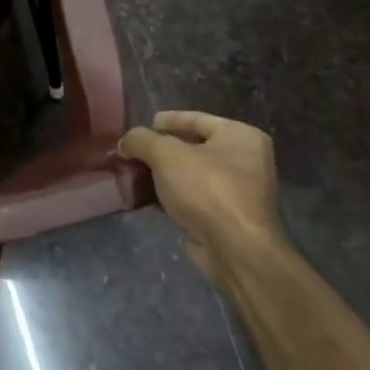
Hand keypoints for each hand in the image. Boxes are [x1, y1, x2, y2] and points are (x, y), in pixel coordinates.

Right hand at [118, 111, 283, 285]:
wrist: (235, 250)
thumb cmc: (207, 189)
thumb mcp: (165, 154)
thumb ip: (140, 140)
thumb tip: (124, 142)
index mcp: (240, 136)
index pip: (196, 119)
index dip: (166, 121)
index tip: (141, 126)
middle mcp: (245, 160)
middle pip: (191, 147)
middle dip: (158, 151)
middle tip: (131, 152)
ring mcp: (237, 191)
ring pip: (188, 174)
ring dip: (160, 174)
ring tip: (130, 173)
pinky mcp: (225, 217)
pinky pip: (191, 197)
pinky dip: (168, 195)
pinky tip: (144, 196)